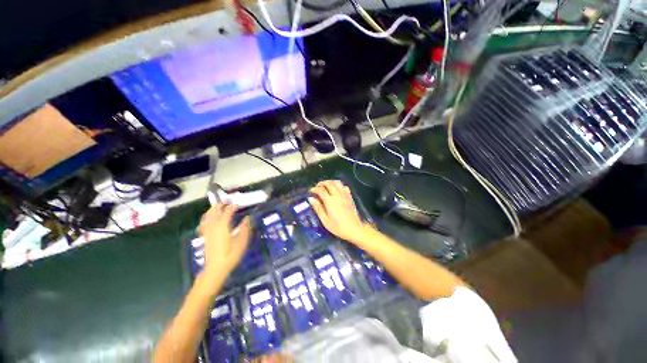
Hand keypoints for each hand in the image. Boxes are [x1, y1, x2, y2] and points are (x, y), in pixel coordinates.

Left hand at [198, 203, 250, 278]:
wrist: (215, 269)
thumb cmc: (231, 255)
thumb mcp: (242, 242)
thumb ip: (245, 228)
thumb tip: (247, 218)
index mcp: (223, 226)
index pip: (227, 212)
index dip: (233, 206)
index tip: (238, 202)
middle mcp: (213, 226)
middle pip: (215, 211)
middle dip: (220, 204)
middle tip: (227, 201)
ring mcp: (208, 231)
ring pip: (207, 216)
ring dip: (212, 209)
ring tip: (218, 206)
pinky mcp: (205, 236)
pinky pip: (204, 223)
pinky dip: (207, 217)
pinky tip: (210, 219)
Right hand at [309, 180, 371, 243]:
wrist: (354, 229)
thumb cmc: (338, 227)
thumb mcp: (325, 220)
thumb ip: (318, 208)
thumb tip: (311, 199)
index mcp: (330, 201)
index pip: (320, 190)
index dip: (314, 189)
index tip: (311, 191)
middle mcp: (337, 195)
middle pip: (328, 183)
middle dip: (321, 183)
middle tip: (317, 186)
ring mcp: (344, 195)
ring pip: (337, 182)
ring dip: (330, 182)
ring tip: (326, 186)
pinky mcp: (350, 197)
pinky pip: (344, 186)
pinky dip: (339, 185)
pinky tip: (337, 189)